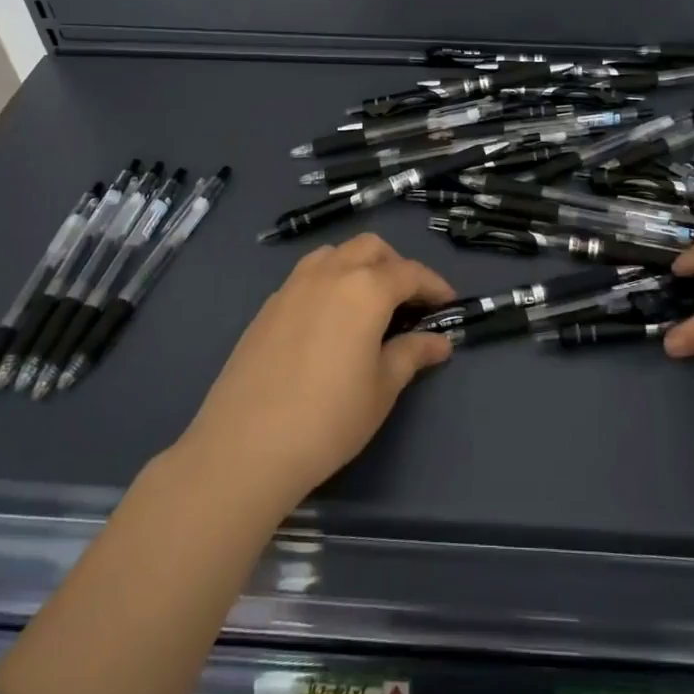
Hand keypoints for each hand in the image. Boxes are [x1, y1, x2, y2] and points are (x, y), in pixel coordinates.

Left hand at [183, 233, 455, 510]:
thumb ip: (412, 354)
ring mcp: (293, 285)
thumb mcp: (382, 389)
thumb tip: (439, 342)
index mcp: (366, 289)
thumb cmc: (329, 419)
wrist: (245, 446)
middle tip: (408, 302)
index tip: (448, 304)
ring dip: (359, 265)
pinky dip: (329, 282)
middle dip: (396, 265)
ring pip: (335, 253)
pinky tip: (330, 321)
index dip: (434, 285)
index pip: (410, 273)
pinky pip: (307, 275)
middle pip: (371, 247)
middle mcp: (330, 273)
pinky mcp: (268, 305)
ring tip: (368, 304)